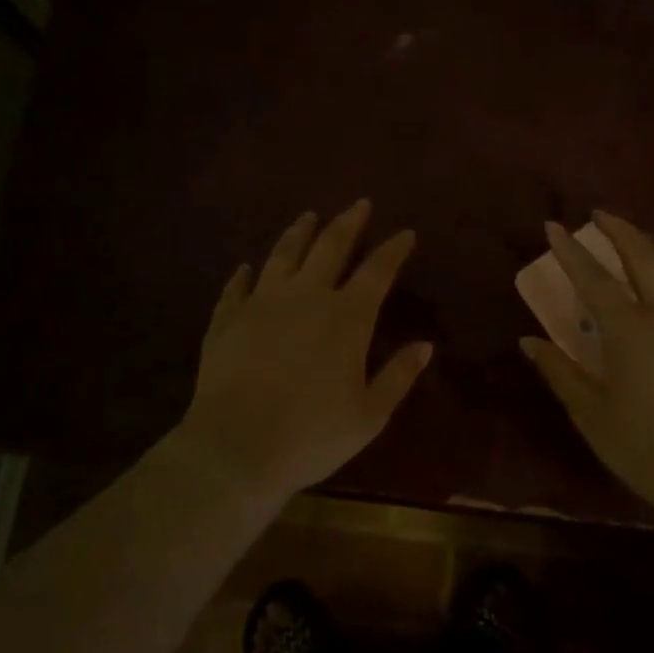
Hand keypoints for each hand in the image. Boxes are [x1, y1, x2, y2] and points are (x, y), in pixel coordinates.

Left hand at [180, 200, 432, 497]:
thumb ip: (398, 376)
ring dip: (299, 233)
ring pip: (284, 255)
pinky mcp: (227, 319)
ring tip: (309, 216)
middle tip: (359, 203)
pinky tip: (247, 266)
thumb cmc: (311, 436)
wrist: (235, 449)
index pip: (376, 271)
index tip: (405, 233)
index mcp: (346, 317)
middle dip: (348, 222)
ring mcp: (262, 304)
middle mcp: (306, 297)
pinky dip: (244, 274)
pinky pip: (237, 287)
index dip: (393, 249)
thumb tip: (425, 345)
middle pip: (330, 247)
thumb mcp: (369, 415)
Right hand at [521, 211, 653, 509]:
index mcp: (629, 328)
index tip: (553, 226)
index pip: (593, 279)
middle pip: (645, 258)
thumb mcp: (590, 412)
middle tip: (602, 215)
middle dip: (621, 231)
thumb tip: (529, 341)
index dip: (570, 251)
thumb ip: (559, 371)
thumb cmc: (644, 444)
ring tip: (647, 239)